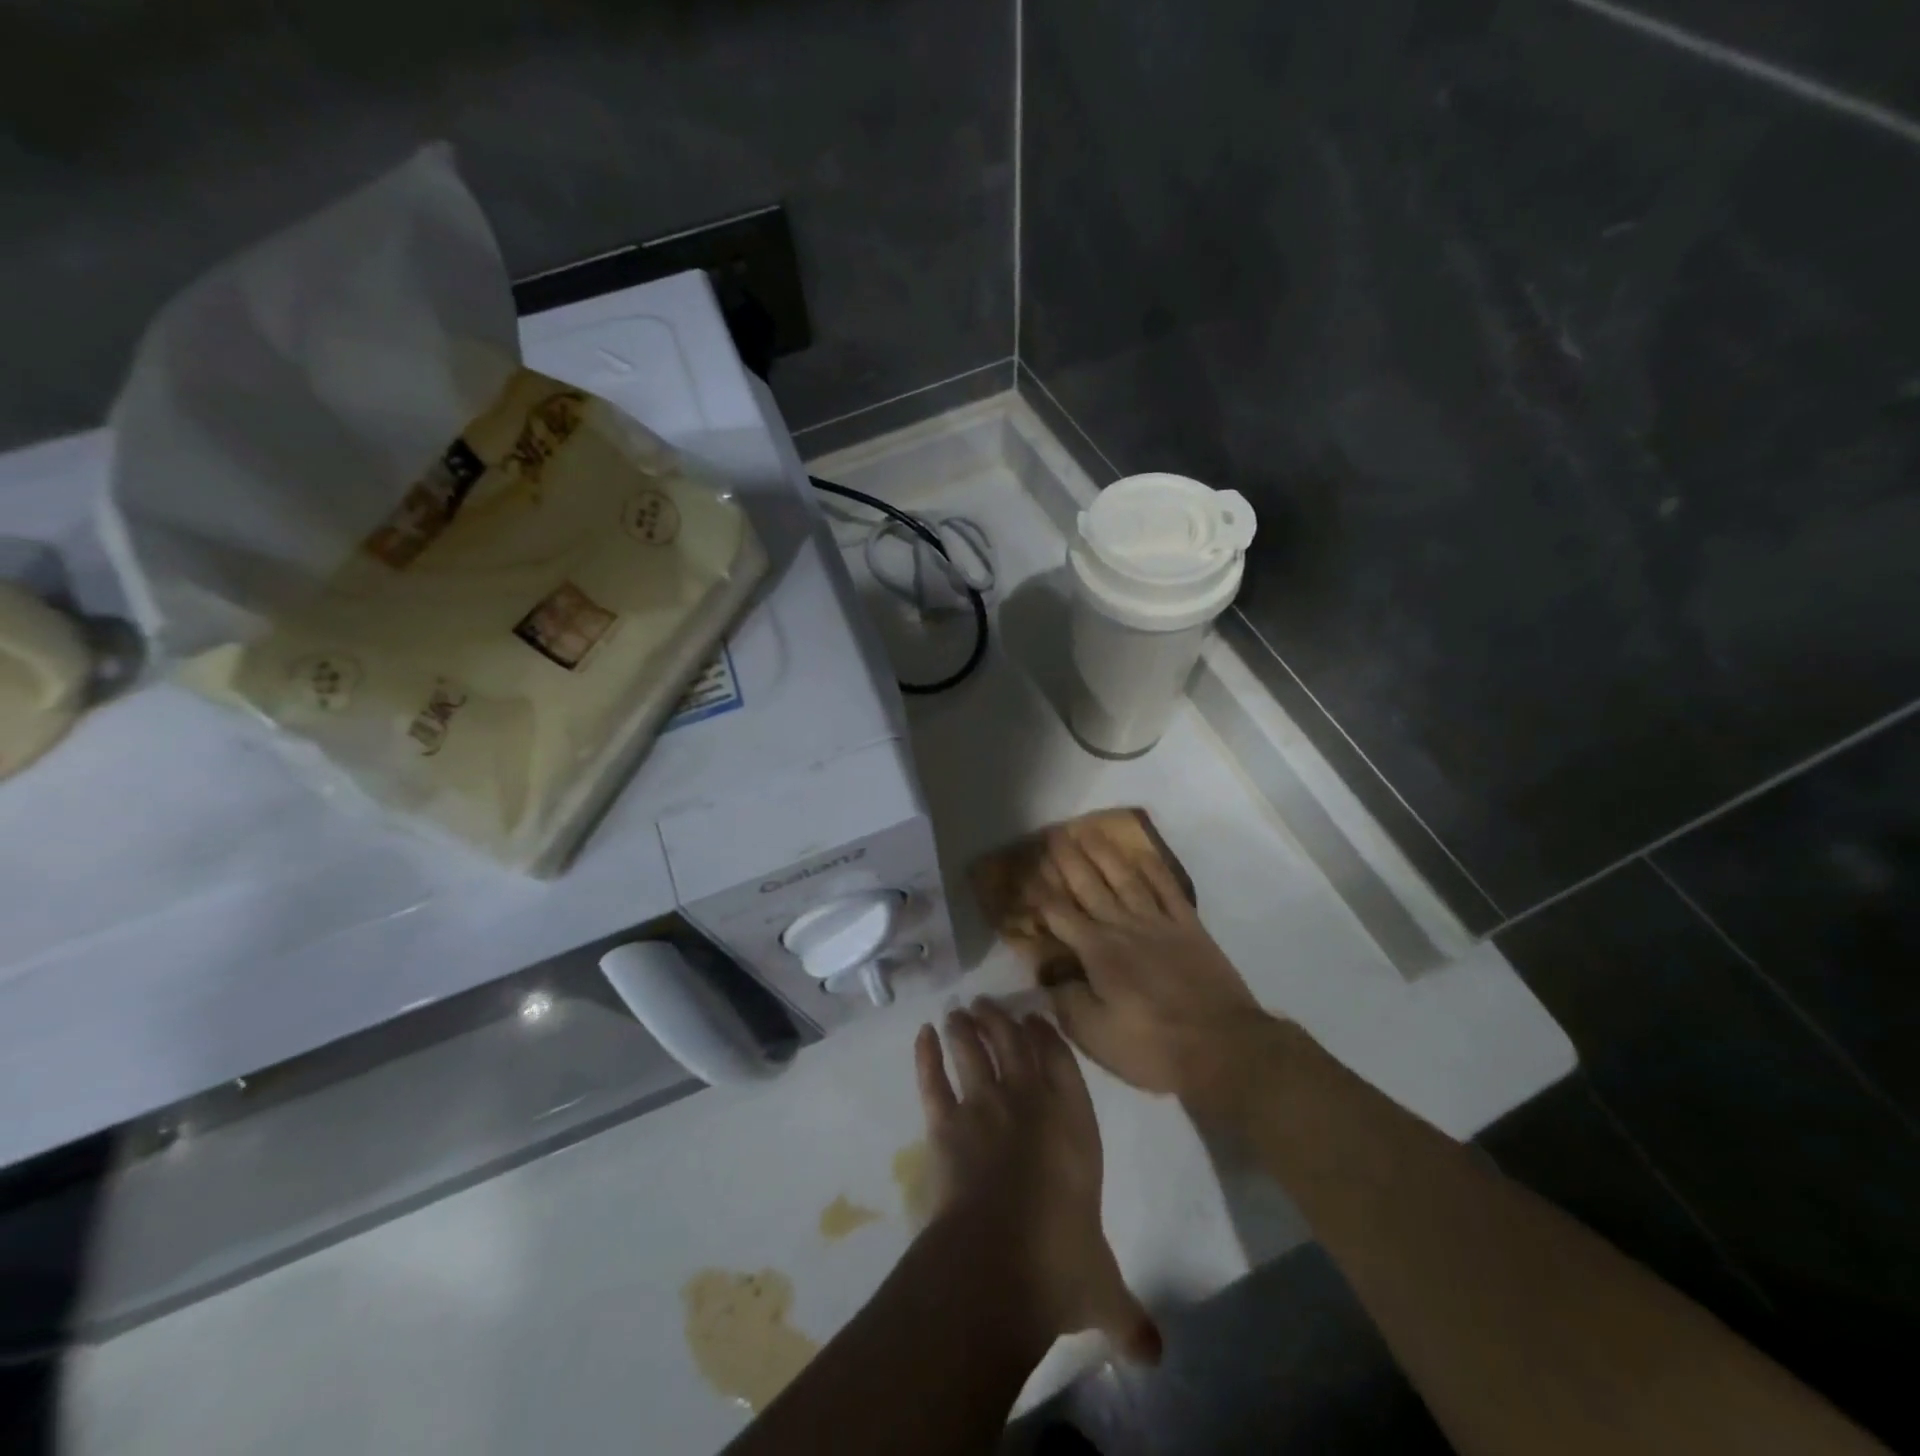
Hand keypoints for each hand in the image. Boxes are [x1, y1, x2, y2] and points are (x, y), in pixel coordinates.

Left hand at [915, 1000, 1161, 1363]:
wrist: (997, 1263)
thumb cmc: (1059, 1265)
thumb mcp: (1102, 1291)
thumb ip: (1125, 1313)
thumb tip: (1154, 1357)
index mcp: (1074, 1126)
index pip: (1062, 1065)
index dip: (1048, 1037)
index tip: (1035, 1018)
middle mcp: (1029, 1103)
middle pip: (1013, 1045)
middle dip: (1000, 1021)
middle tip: (986, 1004)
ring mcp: (984, 1107)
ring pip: (972, 1052)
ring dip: (965, 1028)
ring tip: (958, 1011)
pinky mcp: (945, 1123)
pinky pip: (933, 1080)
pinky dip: (926, 1055)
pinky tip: (922, 1034)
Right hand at [1036, 824, 1288, 1119]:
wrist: (1223, 1047)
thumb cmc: (1153, 1048)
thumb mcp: (1095, 1037)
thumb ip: (1066, 1002)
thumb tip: (1048, 978)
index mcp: (1098, 953)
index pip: (1059, 915)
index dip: (1039, 895)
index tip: (1024, 875)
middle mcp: (1123, 927)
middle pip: (1089, 886)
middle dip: (1068, 860)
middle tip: (1053, 834)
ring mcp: (1159, 923)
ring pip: (1125, 879)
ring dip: (1105, 854)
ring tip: (1088, 832)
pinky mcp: (1189, 928)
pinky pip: (1168, 889)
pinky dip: (1154, 869)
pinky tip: (1142, 853)